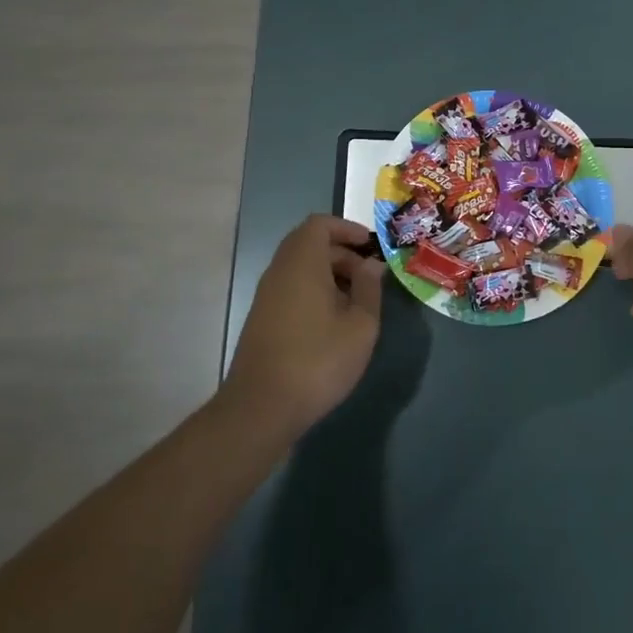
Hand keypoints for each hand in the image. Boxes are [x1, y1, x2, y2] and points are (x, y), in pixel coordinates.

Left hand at [224, 215, 385, 431]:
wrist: (261, 408)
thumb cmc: (318, 361)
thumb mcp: (360, 326)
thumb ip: (369, 288)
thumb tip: (371, 264)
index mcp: (302, 264)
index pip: (319, 224)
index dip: (346, 228)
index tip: (371, 246)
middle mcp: (279, 272)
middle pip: (309, 244)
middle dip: (342, 252)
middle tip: (369, 277)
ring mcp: (266, 296)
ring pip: (299, 268)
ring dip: (329, 274)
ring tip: (356, 302)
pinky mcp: (262, 319)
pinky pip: (291, 288)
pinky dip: (314, 291)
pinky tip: (333, 322)